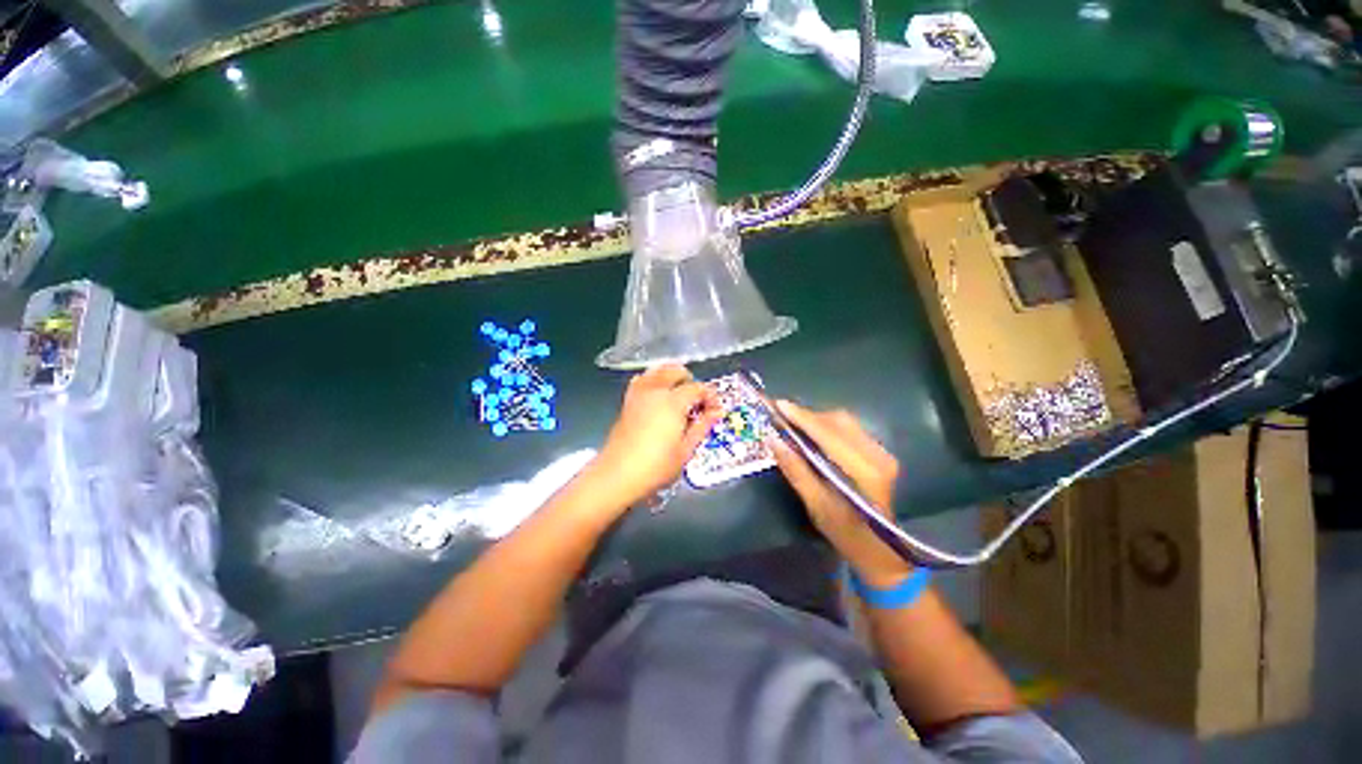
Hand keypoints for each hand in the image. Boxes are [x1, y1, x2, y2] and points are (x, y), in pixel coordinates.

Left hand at [591, 364, 721, 507]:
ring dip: (671, 376)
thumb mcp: (686, 450)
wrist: (617, 476)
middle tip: (698, 401)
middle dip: (690, 381)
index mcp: (673, 402)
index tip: (715, 410)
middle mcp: (655, 391)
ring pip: (657, 371)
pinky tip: (658, 396)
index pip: (697, 388)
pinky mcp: (627, 402)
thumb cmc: (656, 467)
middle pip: (675, 371)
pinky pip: (642, 380)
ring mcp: (638, 394)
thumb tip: (717, 412)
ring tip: (680, 394)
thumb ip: (702, 426)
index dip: (710, 396)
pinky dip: (653, 380)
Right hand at [769, 401, 910, 587]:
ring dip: (816, 420)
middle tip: (781, 417)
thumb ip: (796, 471)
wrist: (884, 554)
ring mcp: (882, 453)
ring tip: (792, 424)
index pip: (828, 434)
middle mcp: (877, 455)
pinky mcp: (880, 453)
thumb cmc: (848, 536)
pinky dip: (827, 427)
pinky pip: (850, 429)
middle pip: (838, 421)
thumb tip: (773, 440)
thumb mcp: (817, 507)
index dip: (802, 417)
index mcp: (864, 472)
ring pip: (844, 422)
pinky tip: (812, 434)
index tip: (778, 405)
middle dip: (807, 416)